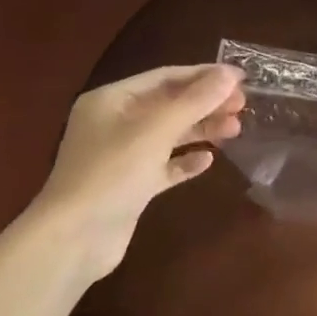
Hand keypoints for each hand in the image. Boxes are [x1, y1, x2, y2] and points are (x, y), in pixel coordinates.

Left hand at [22, 64, 244, 283]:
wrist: (73, 241)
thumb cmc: (112, 173)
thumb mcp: (157, 130)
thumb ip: (196, 100)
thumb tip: (230, 74)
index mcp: (112, 100)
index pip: (165, 77)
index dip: (204, 75)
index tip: (240, 78)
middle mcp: (114, 123)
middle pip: (169, 105)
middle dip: (206, 103)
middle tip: (243, 106)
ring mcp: (121, 156)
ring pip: (169, 135)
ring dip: (201, 129)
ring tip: (235, 130)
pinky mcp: (130, 186)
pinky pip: (164, 166)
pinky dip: (185, 161)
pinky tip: (208, 160)